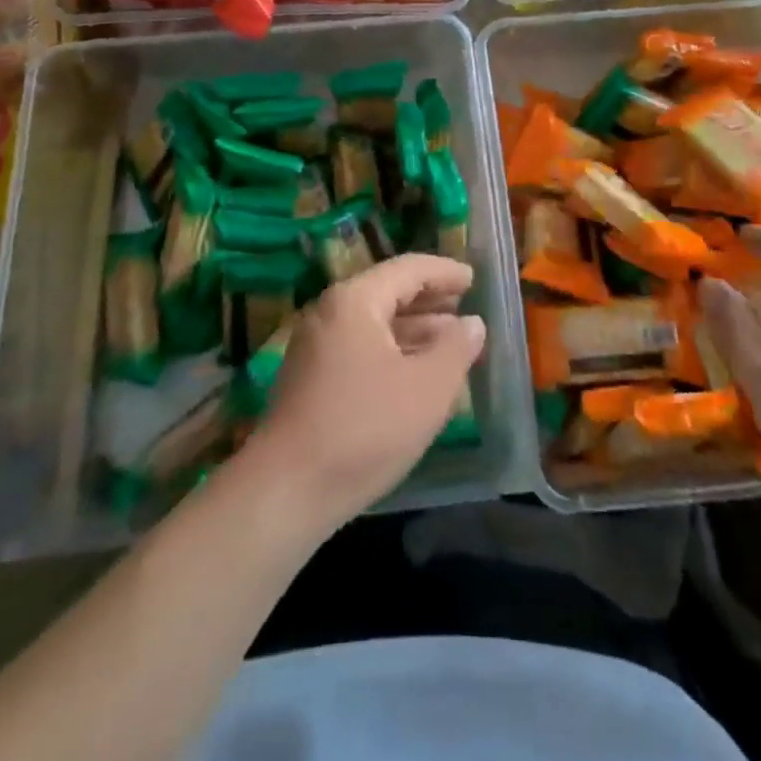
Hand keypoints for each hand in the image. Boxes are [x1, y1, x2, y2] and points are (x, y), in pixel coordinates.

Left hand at [244, 254, 485, 534]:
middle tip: (465, 307)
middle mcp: (330, 312)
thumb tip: (472, 323)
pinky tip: (415, 372)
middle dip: (430, 300)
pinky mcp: (310, 378)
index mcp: (355, 300)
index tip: (474, 278)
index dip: (444, 273)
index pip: (408, 270)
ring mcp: (315, 346)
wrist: (286, 491)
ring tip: (450, 340)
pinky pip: (360, 347)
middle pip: (388, 292)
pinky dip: (392, 350)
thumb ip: (456, 349)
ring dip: (413, 329)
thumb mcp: (427, 388)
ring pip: (374, 323)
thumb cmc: (365, 429)